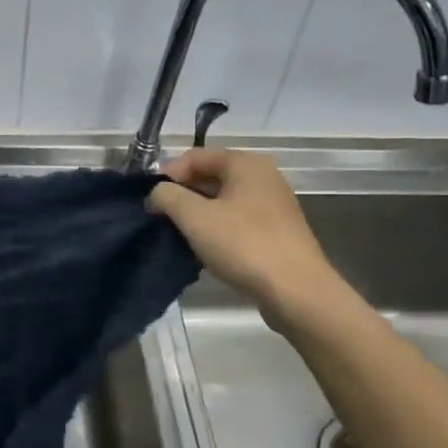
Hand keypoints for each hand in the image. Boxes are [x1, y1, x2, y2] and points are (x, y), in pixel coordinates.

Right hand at [148, 148, 347, 326]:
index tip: (150, 201)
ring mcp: (273, 204)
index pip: (194, 156)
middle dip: (182, 195)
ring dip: (197, 214)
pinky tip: (205, 248)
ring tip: (179, 235)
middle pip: (209, 176)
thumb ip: (167, 196)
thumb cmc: (243, 245)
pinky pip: (237, 219)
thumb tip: (157, 193)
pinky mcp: (277, 230)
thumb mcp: (194, 217)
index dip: (167, 175)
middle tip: (161, 219)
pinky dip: (217, 228)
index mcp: (246, 163)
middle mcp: (263, 176)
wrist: (296, 291)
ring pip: (222, 200)